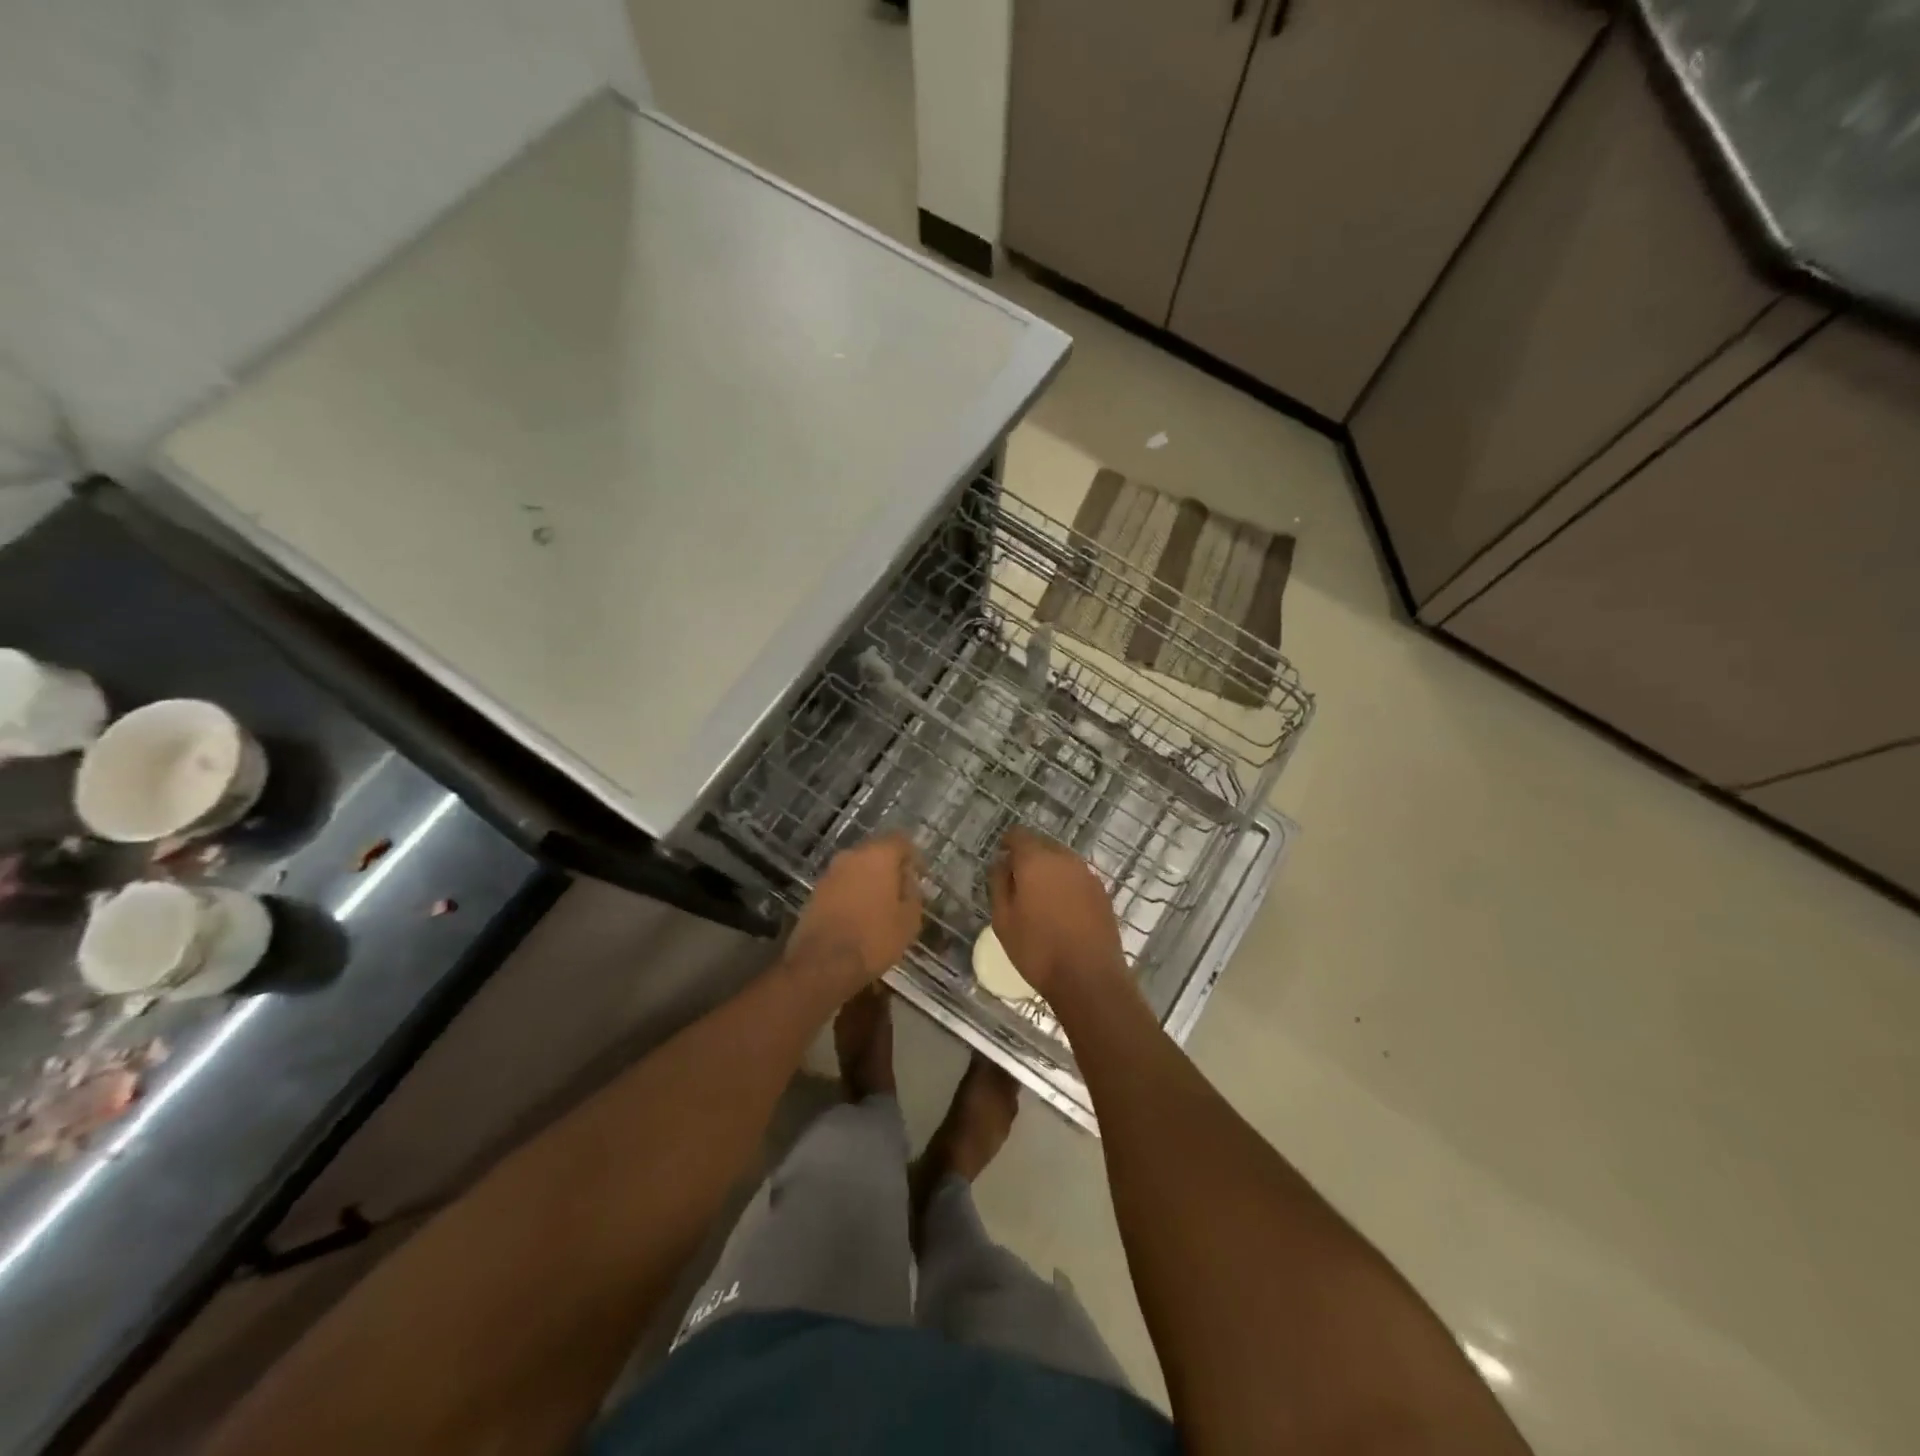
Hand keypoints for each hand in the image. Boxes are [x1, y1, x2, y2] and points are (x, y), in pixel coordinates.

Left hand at [788, 833, 922, 996]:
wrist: (823, 964)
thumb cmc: (874, 939)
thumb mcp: (909, 920)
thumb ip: (913, 893)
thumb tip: (907, 881)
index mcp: (878, 855)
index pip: (900, 840)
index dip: (912, 856)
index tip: (919, 875)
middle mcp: (851, 856)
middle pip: (876, 852)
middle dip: (889, 868)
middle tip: (901, 892)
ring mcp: (829, 873)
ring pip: (856, 869)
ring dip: (869, 881)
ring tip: (880, 907)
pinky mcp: (815, 892)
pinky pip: (841, 885)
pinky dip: (852, 894)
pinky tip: (859, 916)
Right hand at [989, 827, 1125, 999]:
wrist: (1089, 978)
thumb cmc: (1037, 950)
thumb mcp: (1003, 919)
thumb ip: (1000, 883)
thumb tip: (1002, 863)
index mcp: (1036, 860)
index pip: (1019, 835)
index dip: (1007, 842)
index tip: (1000, 855)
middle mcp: (1065, 859)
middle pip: (1042, 845)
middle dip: (1028, 856)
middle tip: (1016, 880)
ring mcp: (1087, 875)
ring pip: (1062, 861)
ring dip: (1049, 870)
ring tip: (1038, 896)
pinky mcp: (1102, 893)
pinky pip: (1077, 878)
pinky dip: (1066, 884)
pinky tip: (1060, 909)